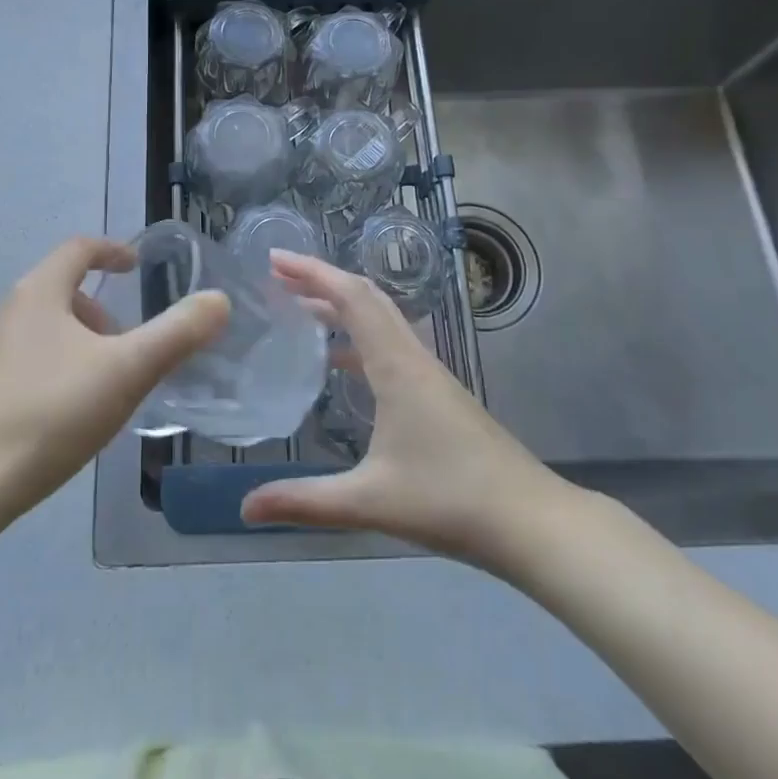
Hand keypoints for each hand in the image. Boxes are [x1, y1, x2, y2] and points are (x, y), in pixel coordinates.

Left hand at [0, 236, 229, 519]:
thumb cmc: (50, 413)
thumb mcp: (126, 371)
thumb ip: (177, 334)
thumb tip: (218, 300)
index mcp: (39, 293)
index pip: (78, 249)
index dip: (111, 250)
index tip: (137, 265)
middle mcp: (9, 312)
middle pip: (62, 289)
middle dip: (102, 307)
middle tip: (131, 341)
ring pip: (47, 328)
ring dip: (83, 341)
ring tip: (109, 382)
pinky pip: (31, 361)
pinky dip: (61, 367)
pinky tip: (73, 413)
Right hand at [241, 252, 574, 571]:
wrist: (531, 520)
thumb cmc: (450, 500)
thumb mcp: (370, 501)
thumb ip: (305, 502)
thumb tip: (245, 508)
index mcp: (395, 365)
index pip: (351, 297)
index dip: (312, 271)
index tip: (275, 258)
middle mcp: (412, 356)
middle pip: (366, 297)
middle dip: (321, 280)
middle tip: (278, 277)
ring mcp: (429, 373)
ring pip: (381, 318)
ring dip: (340, 305)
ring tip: (299, 310)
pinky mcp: (438, 392)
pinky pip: (390, 343)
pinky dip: (358, 335)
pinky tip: (340, 364)